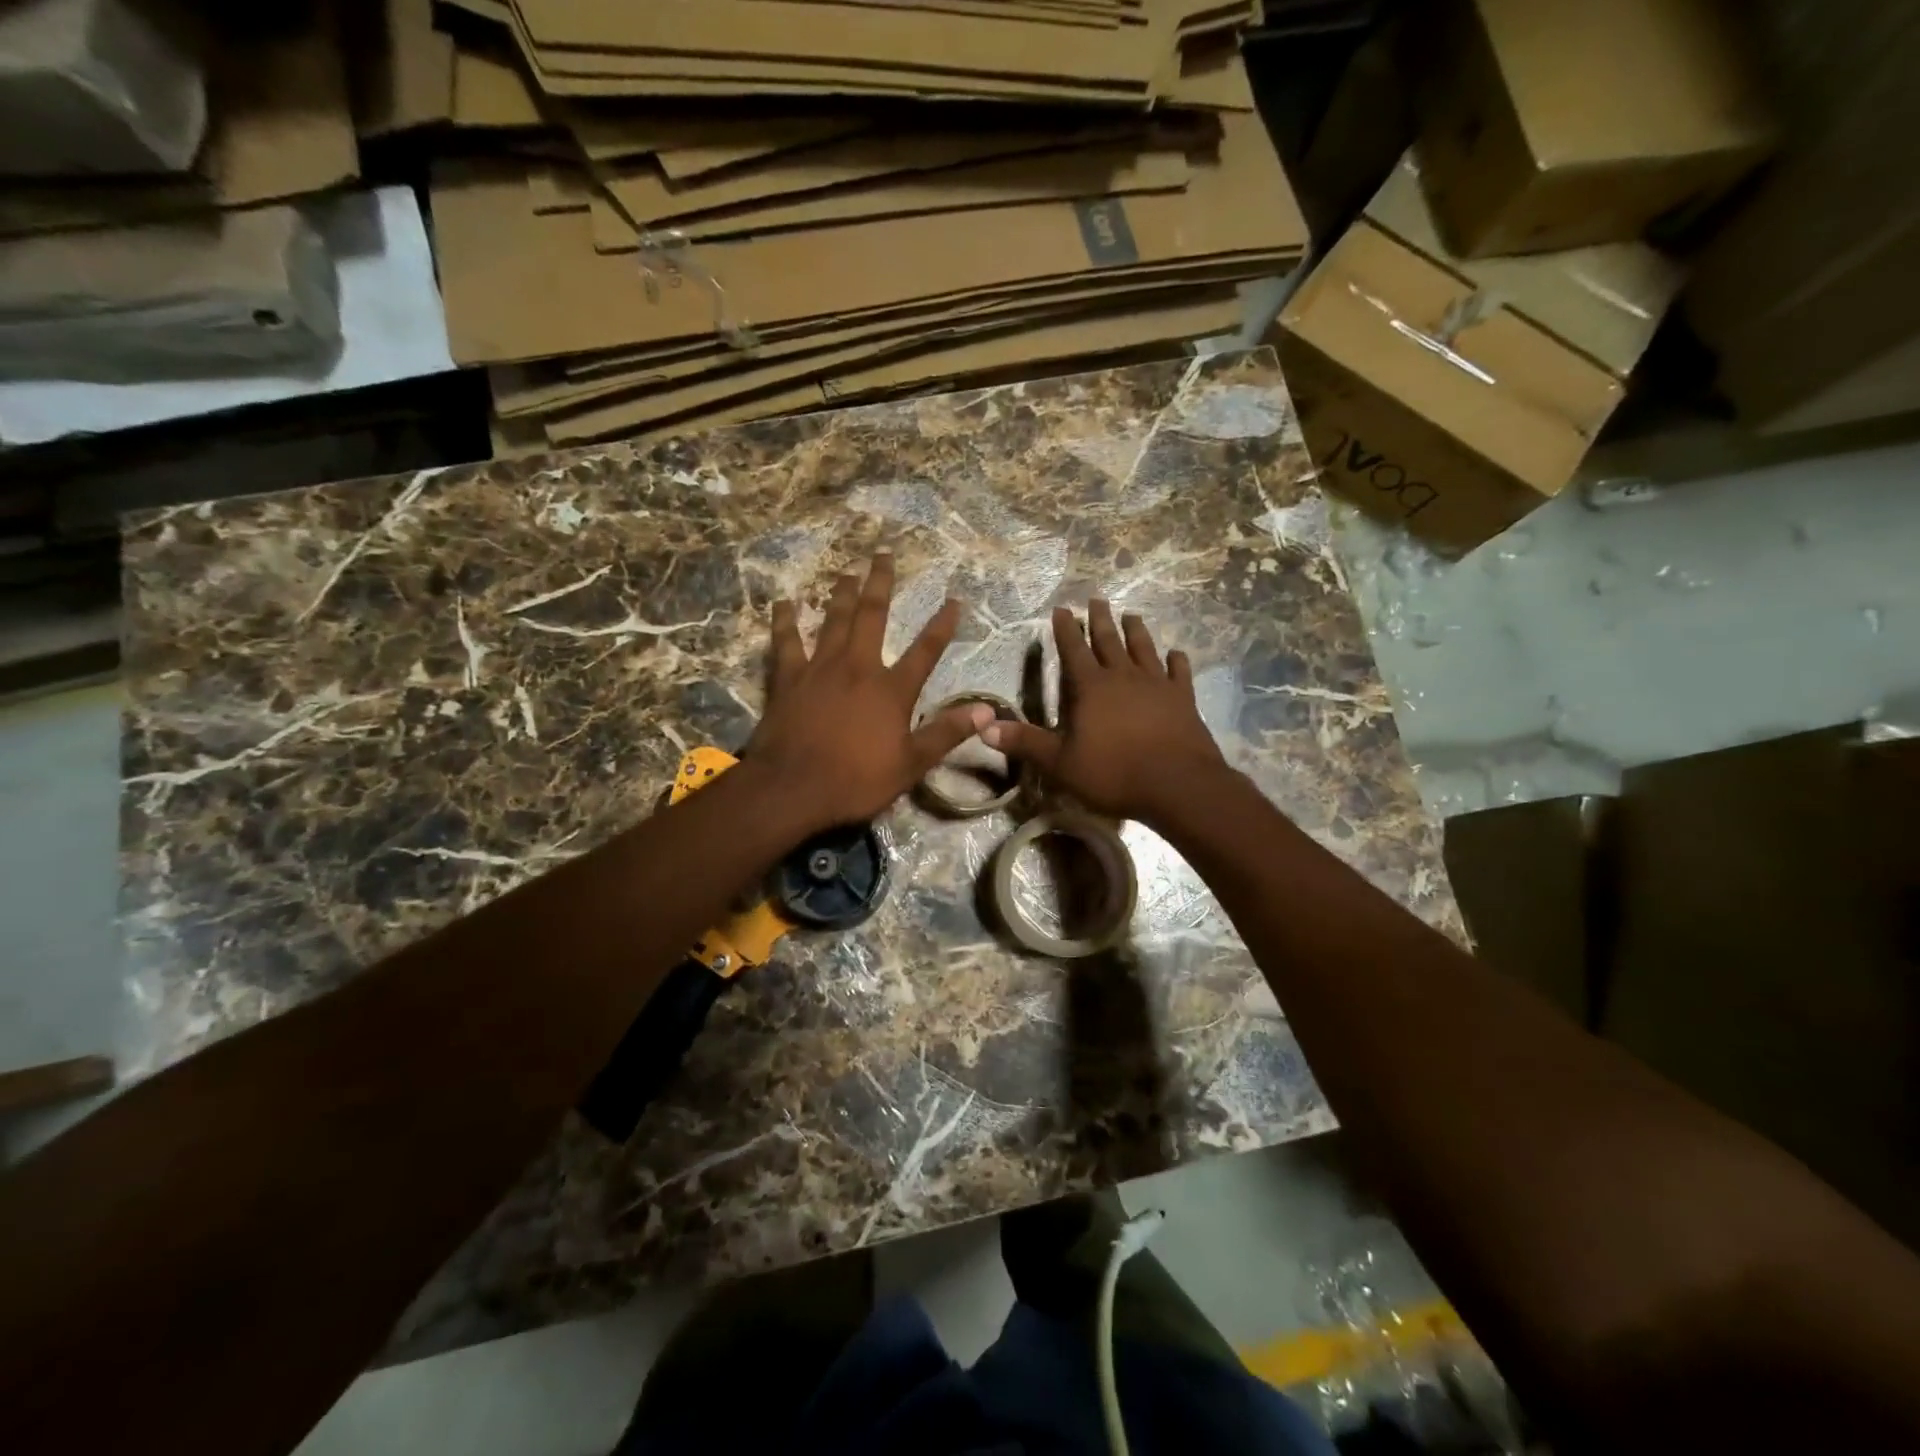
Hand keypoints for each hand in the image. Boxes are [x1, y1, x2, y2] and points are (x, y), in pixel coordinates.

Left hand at [747, 553, 993, 831]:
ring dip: (842, 594)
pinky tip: (784, 603)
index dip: (941, 625)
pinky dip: (785, 621)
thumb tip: (987, 711)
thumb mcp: (911, 764)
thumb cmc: (855, 780)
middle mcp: (858, 668)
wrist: (792, 788)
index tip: (953, 600)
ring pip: (833, 620)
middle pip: (872, 617)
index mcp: (891, 690)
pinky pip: (786, 642)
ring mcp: (820, 669)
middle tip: (883, 554)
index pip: (925, 651)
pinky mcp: (788, 679)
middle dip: (880, 584)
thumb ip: (947, 733)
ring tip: (847, 571)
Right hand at [982, 600, 1227, 823]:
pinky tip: (1176, 653)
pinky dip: (1177, 661)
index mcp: (1091, 688)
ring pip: (1144, 649)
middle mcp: (1124, 677)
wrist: (1177, 784)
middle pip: (1110, 641)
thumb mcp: (1060, 762)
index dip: (1065, 629)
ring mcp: (1157, 685)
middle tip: (1097, 599)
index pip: (1073, 650)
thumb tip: (984, 728)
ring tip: (1132, 615)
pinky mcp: (1183, 699)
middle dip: (1100, 620)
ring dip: (1136, 631)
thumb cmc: (1113, 773)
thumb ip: (1025, 742)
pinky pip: (1179, 672)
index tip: (1061, 609)